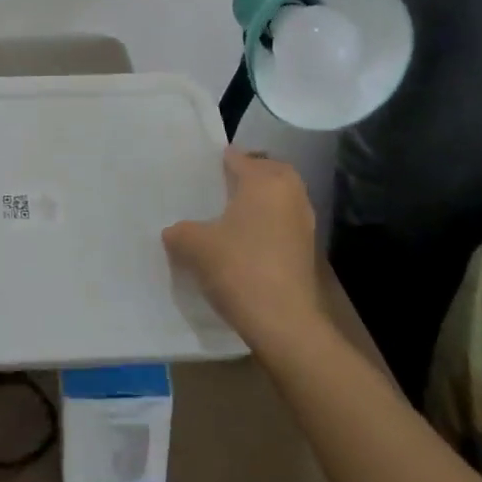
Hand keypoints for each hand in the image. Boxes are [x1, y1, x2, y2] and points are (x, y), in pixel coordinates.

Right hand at [162, 147, 327, 353]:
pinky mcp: (308, 250)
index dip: (219, 162)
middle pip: (270, 171)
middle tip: (223, 184)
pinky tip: (246, 240)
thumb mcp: (195, 246)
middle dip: (250, 174)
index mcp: (264, 181)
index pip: (239, 159)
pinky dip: (269, 223)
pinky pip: (285, 222)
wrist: (284, 323)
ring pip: (281, 198)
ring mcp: (304, 223)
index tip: (201, 170)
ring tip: (232, 213)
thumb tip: (173, 231)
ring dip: (262, 200)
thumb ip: (180, 231)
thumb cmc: (238, 268)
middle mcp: (290, 194)